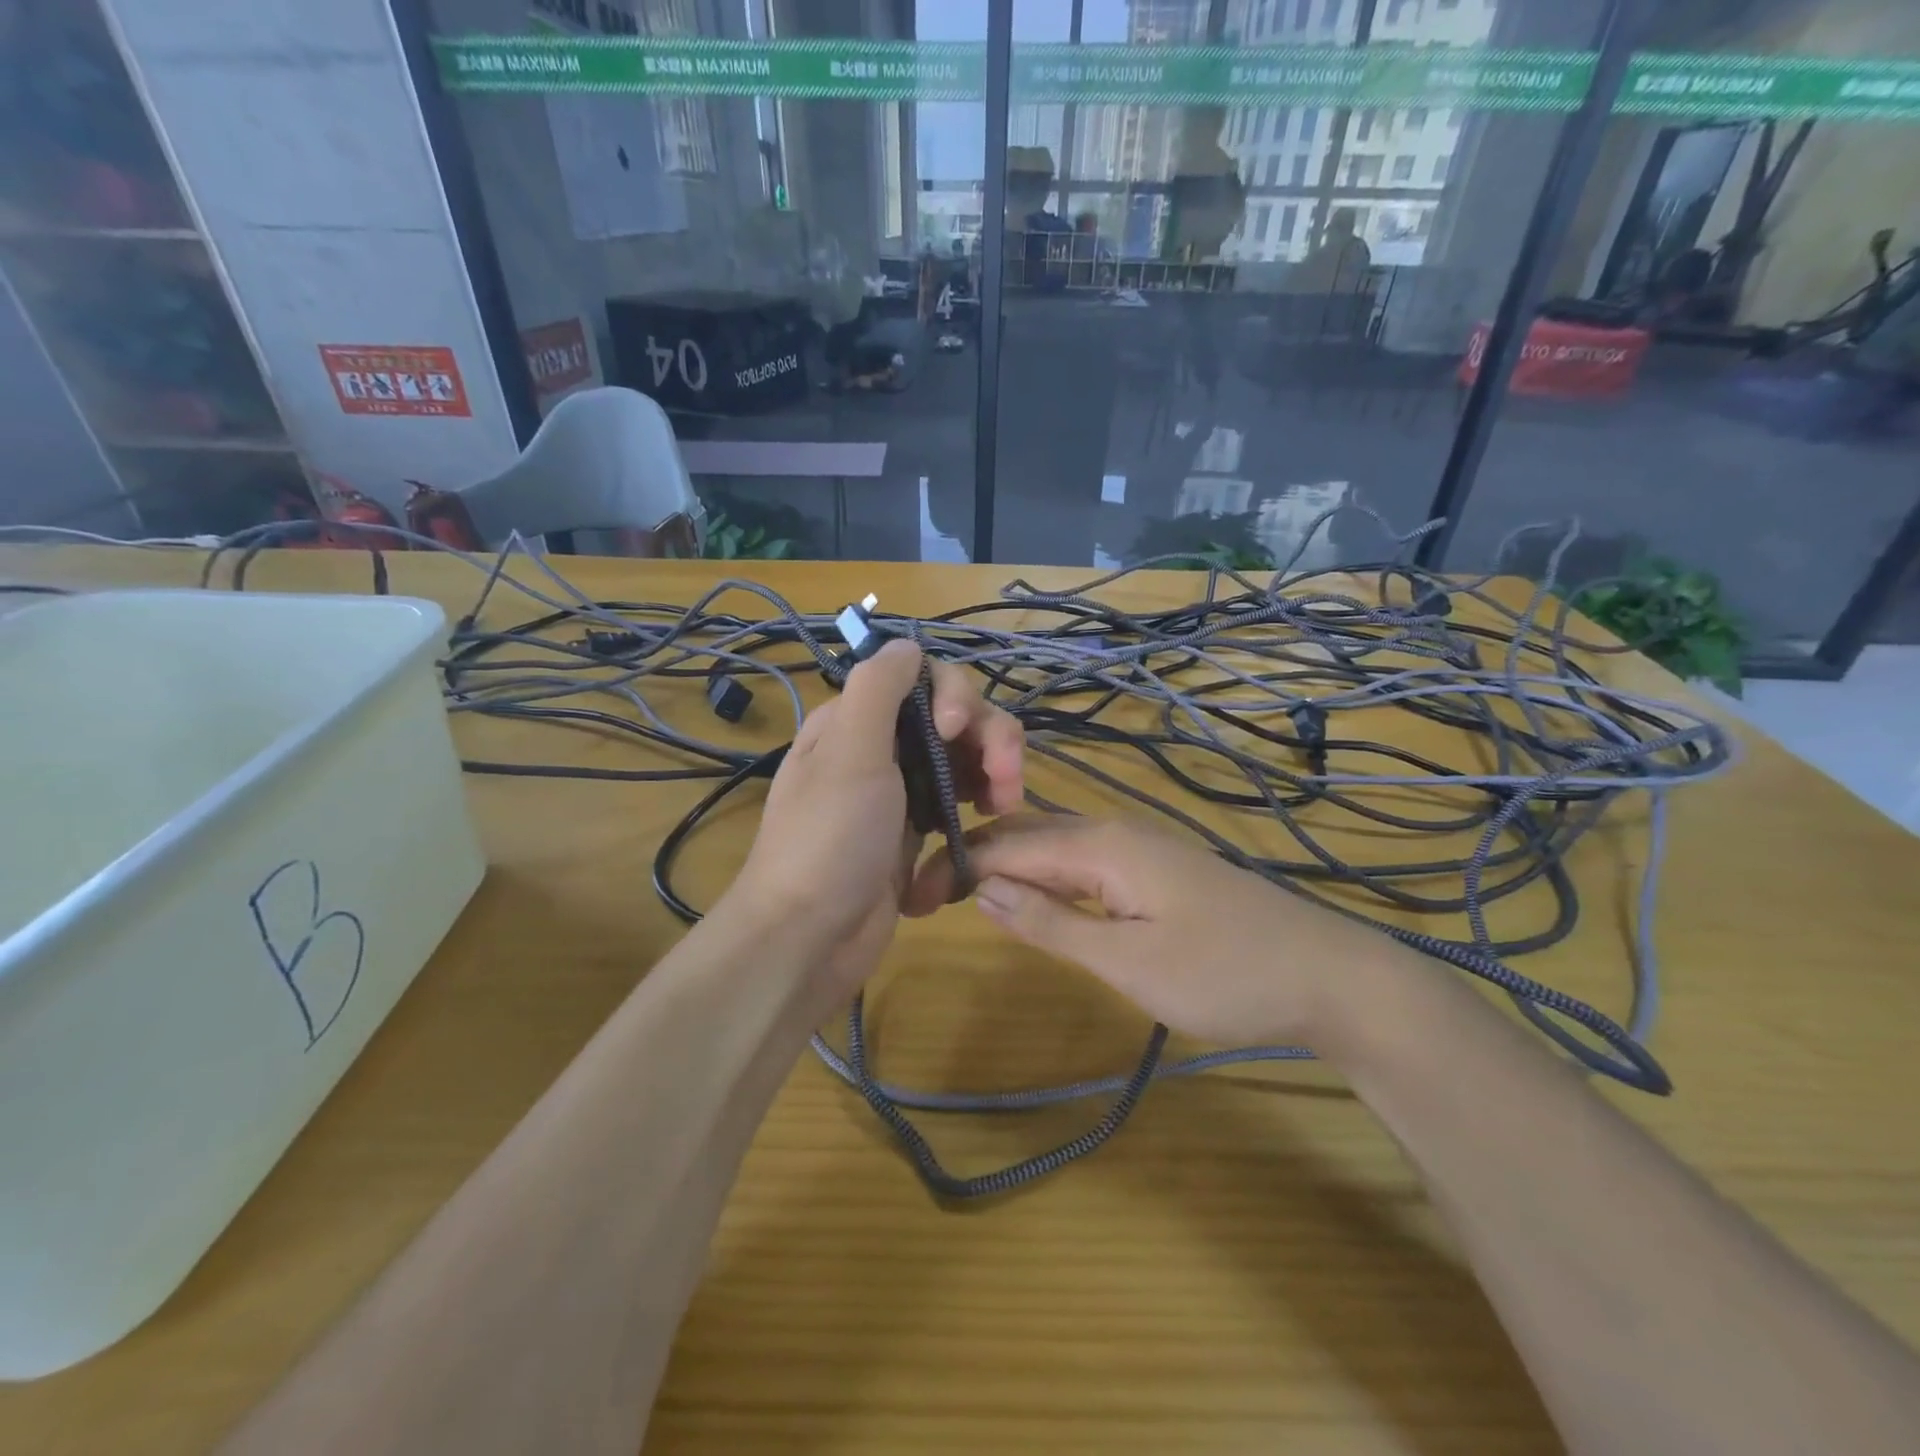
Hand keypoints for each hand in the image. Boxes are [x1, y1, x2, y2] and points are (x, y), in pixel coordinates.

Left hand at [727, 639, 1022, 1005]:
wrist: (809, 939)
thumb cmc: (828, 840)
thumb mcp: (848, 752)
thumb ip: (878, 688)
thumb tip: (906, 643)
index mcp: (855, 721)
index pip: (922, 678)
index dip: (954, 694)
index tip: (957, 729)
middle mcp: (879, 748)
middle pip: (953, 717)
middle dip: (988, 737)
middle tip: (1006, 779)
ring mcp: (900, 791)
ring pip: (963, 757)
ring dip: (994, 768)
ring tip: (1005, 803)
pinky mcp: (916, 831)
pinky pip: (960, 799)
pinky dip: (981, 801)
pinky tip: (993, 818)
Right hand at [910, 815, 1400, 1046]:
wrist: (1327, 975)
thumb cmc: (1223, 973)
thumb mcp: (1128, 961)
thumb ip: (1051, 924)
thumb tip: (983, 892)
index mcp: (1101, 845)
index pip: (1007, 844)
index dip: (956, 866)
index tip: (911, 895)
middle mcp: (1114, 831)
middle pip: (1027, 834)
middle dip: (975, 860)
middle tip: (927, 897)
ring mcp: (1138, 847)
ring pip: (1054, 845)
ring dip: (1007, 868)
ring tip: (963, 896)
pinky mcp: (1155, 869)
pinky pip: (1082, 862)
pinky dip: (1044, 877)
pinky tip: (1032, 898)